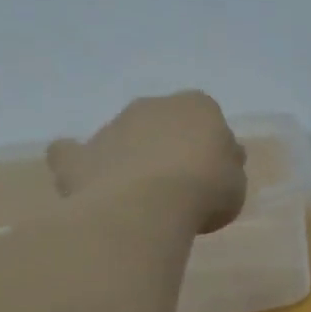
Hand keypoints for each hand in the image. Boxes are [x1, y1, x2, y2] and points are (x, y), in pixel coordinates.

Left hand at [47, 91, 246, 232]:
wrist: (148, 205)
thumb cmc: (205, 189)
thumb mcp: (236, 182)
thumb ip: (228, 166)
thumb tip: (222, 159)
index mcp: (197, 106)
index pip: (207, 116)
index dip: (210, 144)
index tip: (214, 171)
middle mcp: (151, 106)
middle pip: (162, 122)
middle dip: (167, 144)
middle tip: (178, 182)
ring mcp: (111, 127)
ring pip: (123, 136)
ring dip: (131, 156)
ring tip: (140, 195)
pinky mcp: (79, 155)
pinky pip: (74, 154)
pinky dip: (81, 164)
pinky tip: (91, 182)